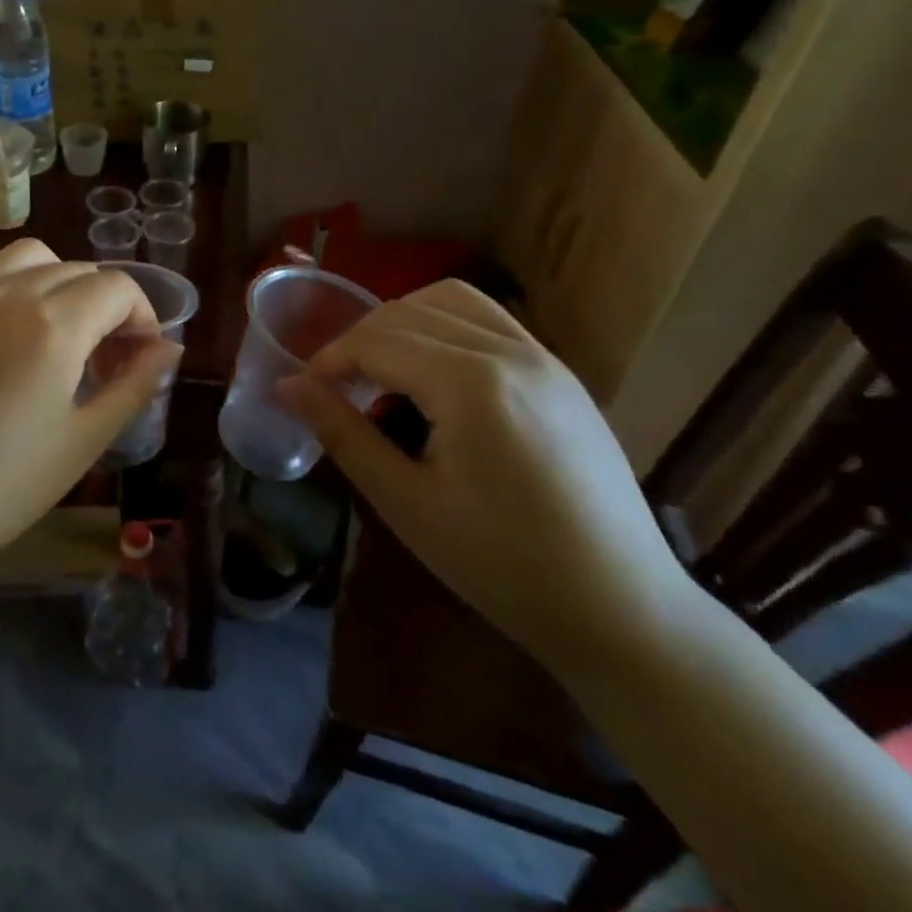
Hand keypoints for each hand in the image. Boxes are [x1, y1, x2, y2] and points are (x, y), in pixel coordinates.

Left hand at [0, 239, 179, 590]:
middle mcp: (8, 292)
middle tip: (104, 361)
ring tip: (58, 338)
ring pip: (30, 259)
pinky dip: (14, 291)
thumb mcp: (83, 441)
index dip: (142, 317)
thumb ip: (135, 385)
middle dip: (106, 306)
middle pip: (78, 270)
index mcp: (53, 323)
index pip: (117, 288)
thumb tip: (169, 348)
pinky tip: (6, 344)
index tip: (140, 357)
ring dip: (60, 284)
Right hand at [279, 280, 695, 675]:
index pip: (377, 341)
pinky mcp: (560, 372)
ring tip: (381, 370)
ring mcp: (543, 356)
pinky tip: (434, 373)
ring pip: (450, 300)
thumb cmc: (503, 566)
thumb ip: (343, 433)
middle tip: (335, 388)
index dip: (329, 359)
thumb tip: (287, 385)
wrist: (623, 611)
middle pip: (407, 312)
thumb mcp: (407, 503)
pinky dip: (444, 325)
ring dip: (401, 322)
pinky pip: (489, 319)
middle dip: (358, 340)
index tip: (303, 390)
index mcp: (470, 383)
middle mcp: (509, 351)